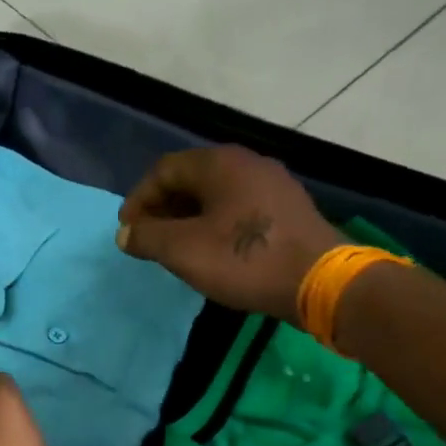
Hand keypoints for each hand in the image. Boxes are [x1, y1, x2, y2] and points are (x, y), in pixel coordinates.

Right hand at [116, 146, 345, 322]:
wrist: (319, 282)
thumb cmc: (244, 260)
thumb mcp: (183, 250)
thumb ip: (147, 237)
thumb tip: (125, 233)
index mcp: (219, 163)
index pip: (163, 170)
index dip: (138, 199)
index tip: (127, 231)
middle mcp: (247, 163)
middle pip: (190, 179)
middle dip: (162, 209)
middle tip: (148, 240)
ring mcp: (272, 185)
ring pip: (216, 195)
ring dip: (188, 218)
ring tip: (175, 249)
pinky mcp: (288, 209)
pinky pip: (238, 209)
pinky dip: (215, 225)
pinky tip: (212, 251)